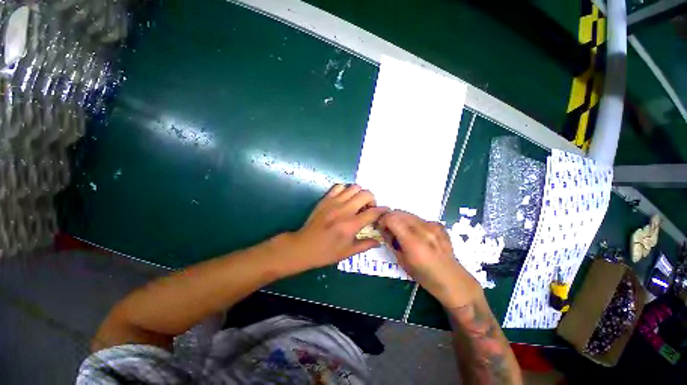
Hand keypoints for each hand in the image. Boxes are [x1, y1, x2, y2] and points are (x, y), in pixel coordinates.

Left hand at [290, 184, 388, 269]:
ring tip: (357, 204)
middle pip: (366, 194)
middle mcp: (344, 210)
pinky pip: (339, 187)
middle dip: (372, 200)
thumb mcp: (348, 252)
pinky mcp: (325, 199)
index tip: (385, 211)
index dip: (383, 211)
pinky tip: (344, 200)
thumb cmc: (326, 252)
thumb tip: (379, 241)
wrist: (303, 247)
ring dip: (359, 194)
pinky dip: (345, 190)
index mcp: (351, 225)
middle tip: (368, 209)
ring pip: (354, 187)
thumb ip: (366, 245)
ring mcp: (334, 202)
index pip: (373, 212)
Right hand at [379, 211, 482, 307]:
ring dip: (400, 219)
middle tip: (388, 228)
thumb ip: (391, 242)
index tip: (380, 227)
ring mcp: (433, 226)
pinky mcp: (439, 225)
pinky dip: (412, 223)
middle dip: (390, 218)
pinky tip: (416, 234)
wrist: (452, 279)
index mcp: (413, 241)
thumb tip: (384, 230)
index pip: (392, 219)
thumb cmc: (424, 275)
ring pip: (408, 214)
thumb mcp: (401, 261)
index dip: (382, 220)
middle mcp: (423, 229)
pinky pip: (419, 218)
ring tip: (401, 232)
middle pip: (399, 212)